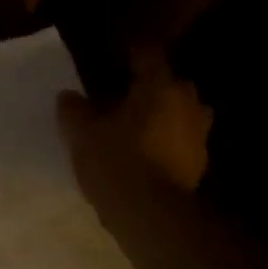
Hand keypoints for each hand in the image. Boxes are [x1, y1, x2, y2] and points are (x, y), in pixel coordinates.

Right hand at [58, 45, 211, 207]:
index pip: (148, 55)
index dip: (131, 54)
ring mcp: (199, 133)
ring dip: (162, 116)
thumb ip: (74, 110)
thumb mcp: (82, 135)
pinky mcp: (199, 162)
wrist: (151, 214)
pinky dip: (167, 142)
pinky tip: (146, 154)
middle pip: (169, 84)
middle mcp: (187, 102)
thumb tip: (67, 96)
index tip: (117, 58)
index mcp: (160, 86)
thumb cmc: (116, 163)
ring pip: (180, 113)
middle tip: (123, 99)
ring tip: (136, 128)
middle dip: (149, 88)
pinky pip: (181, 141)